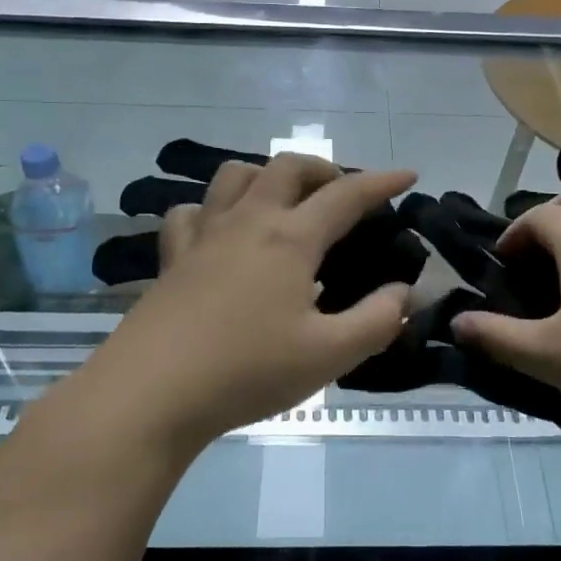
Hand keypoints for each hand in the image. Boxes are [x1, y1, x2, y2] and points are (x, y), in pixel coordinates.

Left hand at [89, 156, 414, 456]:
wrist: (152, 392)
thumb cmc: (247, 370)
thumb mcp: (328, 355)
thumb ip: (376, 321)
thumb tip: (404, 292)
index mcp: (290, 239)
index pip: (346, 195)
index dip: (381, 182)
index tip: (408, 174)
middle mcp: (248, 221)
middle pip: (287, 167)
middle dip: (322, 169)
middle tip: (341, 192)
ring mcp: (204, 235)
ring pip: (234, 176)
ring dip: (266, 176)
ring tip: (283, 202)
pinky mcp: (172, 258)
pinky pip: (190, 212)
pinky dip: (211, 210)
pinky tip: (219, 234)